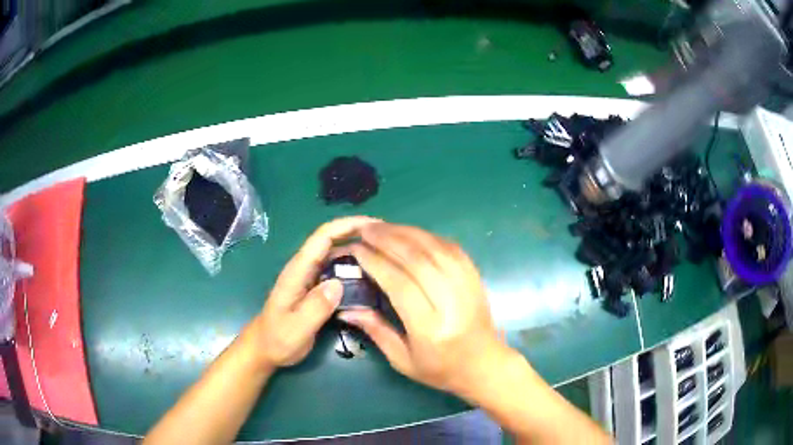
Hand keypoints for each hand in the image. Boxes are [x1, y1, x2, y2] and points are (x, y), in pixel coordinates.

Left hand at [251, 216, 379, 368]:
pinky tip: (373, 278)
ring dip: (360, 252)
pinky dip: (356, 270)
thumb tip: (339, 283)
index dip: (347, 225)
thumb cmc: (278, 338)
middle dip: (359, 234)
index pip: (323, 237)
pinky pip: (339, 273)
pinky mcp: (318, 289)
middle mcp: (306, 268)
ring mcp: (312, 278)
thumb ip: (315, 307)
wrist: (266, 349)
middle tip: (390, 242)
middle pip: (333, 241)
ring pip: (338, 256)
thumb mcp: (296, 327)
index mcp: (298, 271)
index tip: (374, 225)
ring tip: (387, 257)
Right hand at [338, 223, 510, 397]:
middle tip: (365, 229)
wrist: (484, 364)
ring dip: (406, 232)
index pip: (400, 284)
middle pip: (417, 259)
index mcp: (430, 328)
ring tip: (382, 226)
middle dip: (388, 239)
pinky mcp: (475, 276)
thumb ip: (375, 331)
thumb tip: (346, 308)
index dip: (376, 262)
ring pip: (434, 248)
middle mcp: (451, 302)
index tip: (356, 249)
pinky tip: (410, 233)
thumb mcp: (402, 360)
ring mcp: (467, 285)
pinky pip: (450, 247)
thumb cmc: (440, 369)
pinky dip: (427, 236)